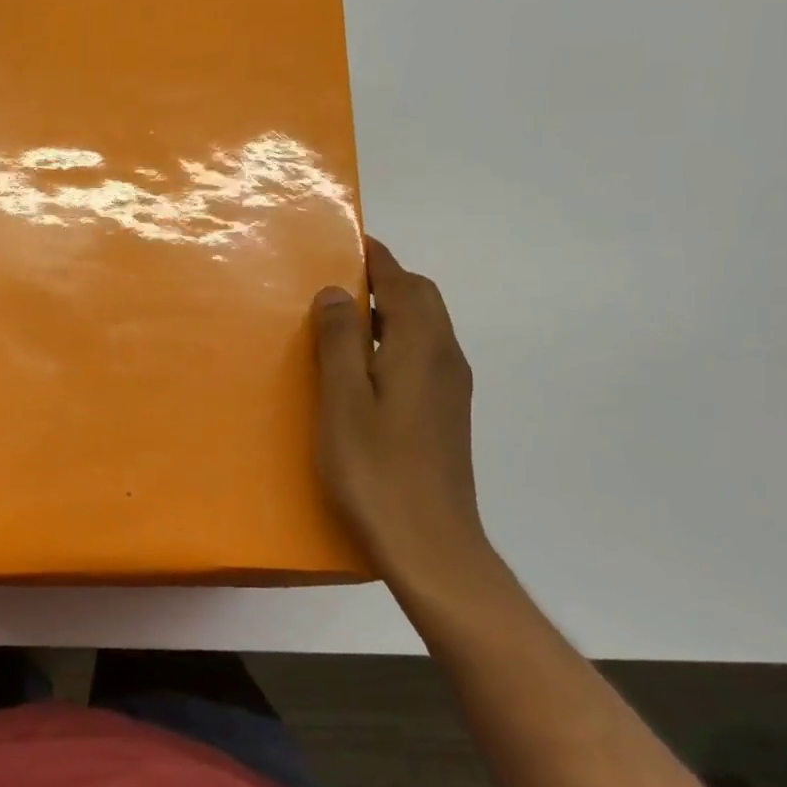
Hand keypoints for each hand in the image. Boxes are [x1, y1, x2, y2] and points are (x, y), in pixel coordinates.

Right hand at [312, 238, 497, 602]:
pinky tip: (362, 368)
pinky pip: (422, 354)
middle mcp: (444, 358)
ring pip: (424, 327)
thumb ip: (340, 341)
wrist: (431, 547)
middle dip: (385, 279)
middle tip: (336, 282)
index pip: (402, 282)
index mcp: (421, 348)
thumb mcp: (343, 401)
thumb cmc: (376, 470)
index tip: (346, 239)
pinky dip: (394, 339)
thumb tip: (338, 290)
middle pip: (421, 299)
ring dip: (389, 310)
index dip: (375, 257)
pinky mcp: (446, 413)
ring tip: (341, 320)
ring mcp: (450, 388)